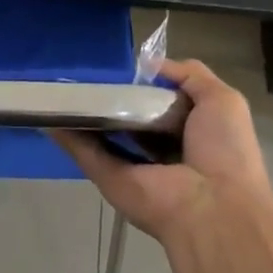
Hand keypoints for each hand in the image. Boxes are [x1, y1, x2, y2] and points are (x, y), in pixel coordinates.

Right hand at [50, 59, 272, 243]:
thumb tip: (149, 66)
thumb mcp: (223, 100)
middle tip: (89, 74)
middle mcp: (160, 152)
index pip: (162, 106)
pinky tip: (47, 110)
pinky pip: (85, 151)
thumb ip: (190, 75)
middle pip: (129, 120)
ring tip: (60, 86)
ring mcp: (132, 166)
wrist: (214, 206)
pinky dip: (65, 133)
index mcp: (190, 135)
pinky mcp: (109, 178)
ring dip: (83, 113)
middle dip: (112, 99)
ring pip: (102, 134)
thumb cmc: (224, 150)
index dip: (146, 88)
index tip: (125, 70)